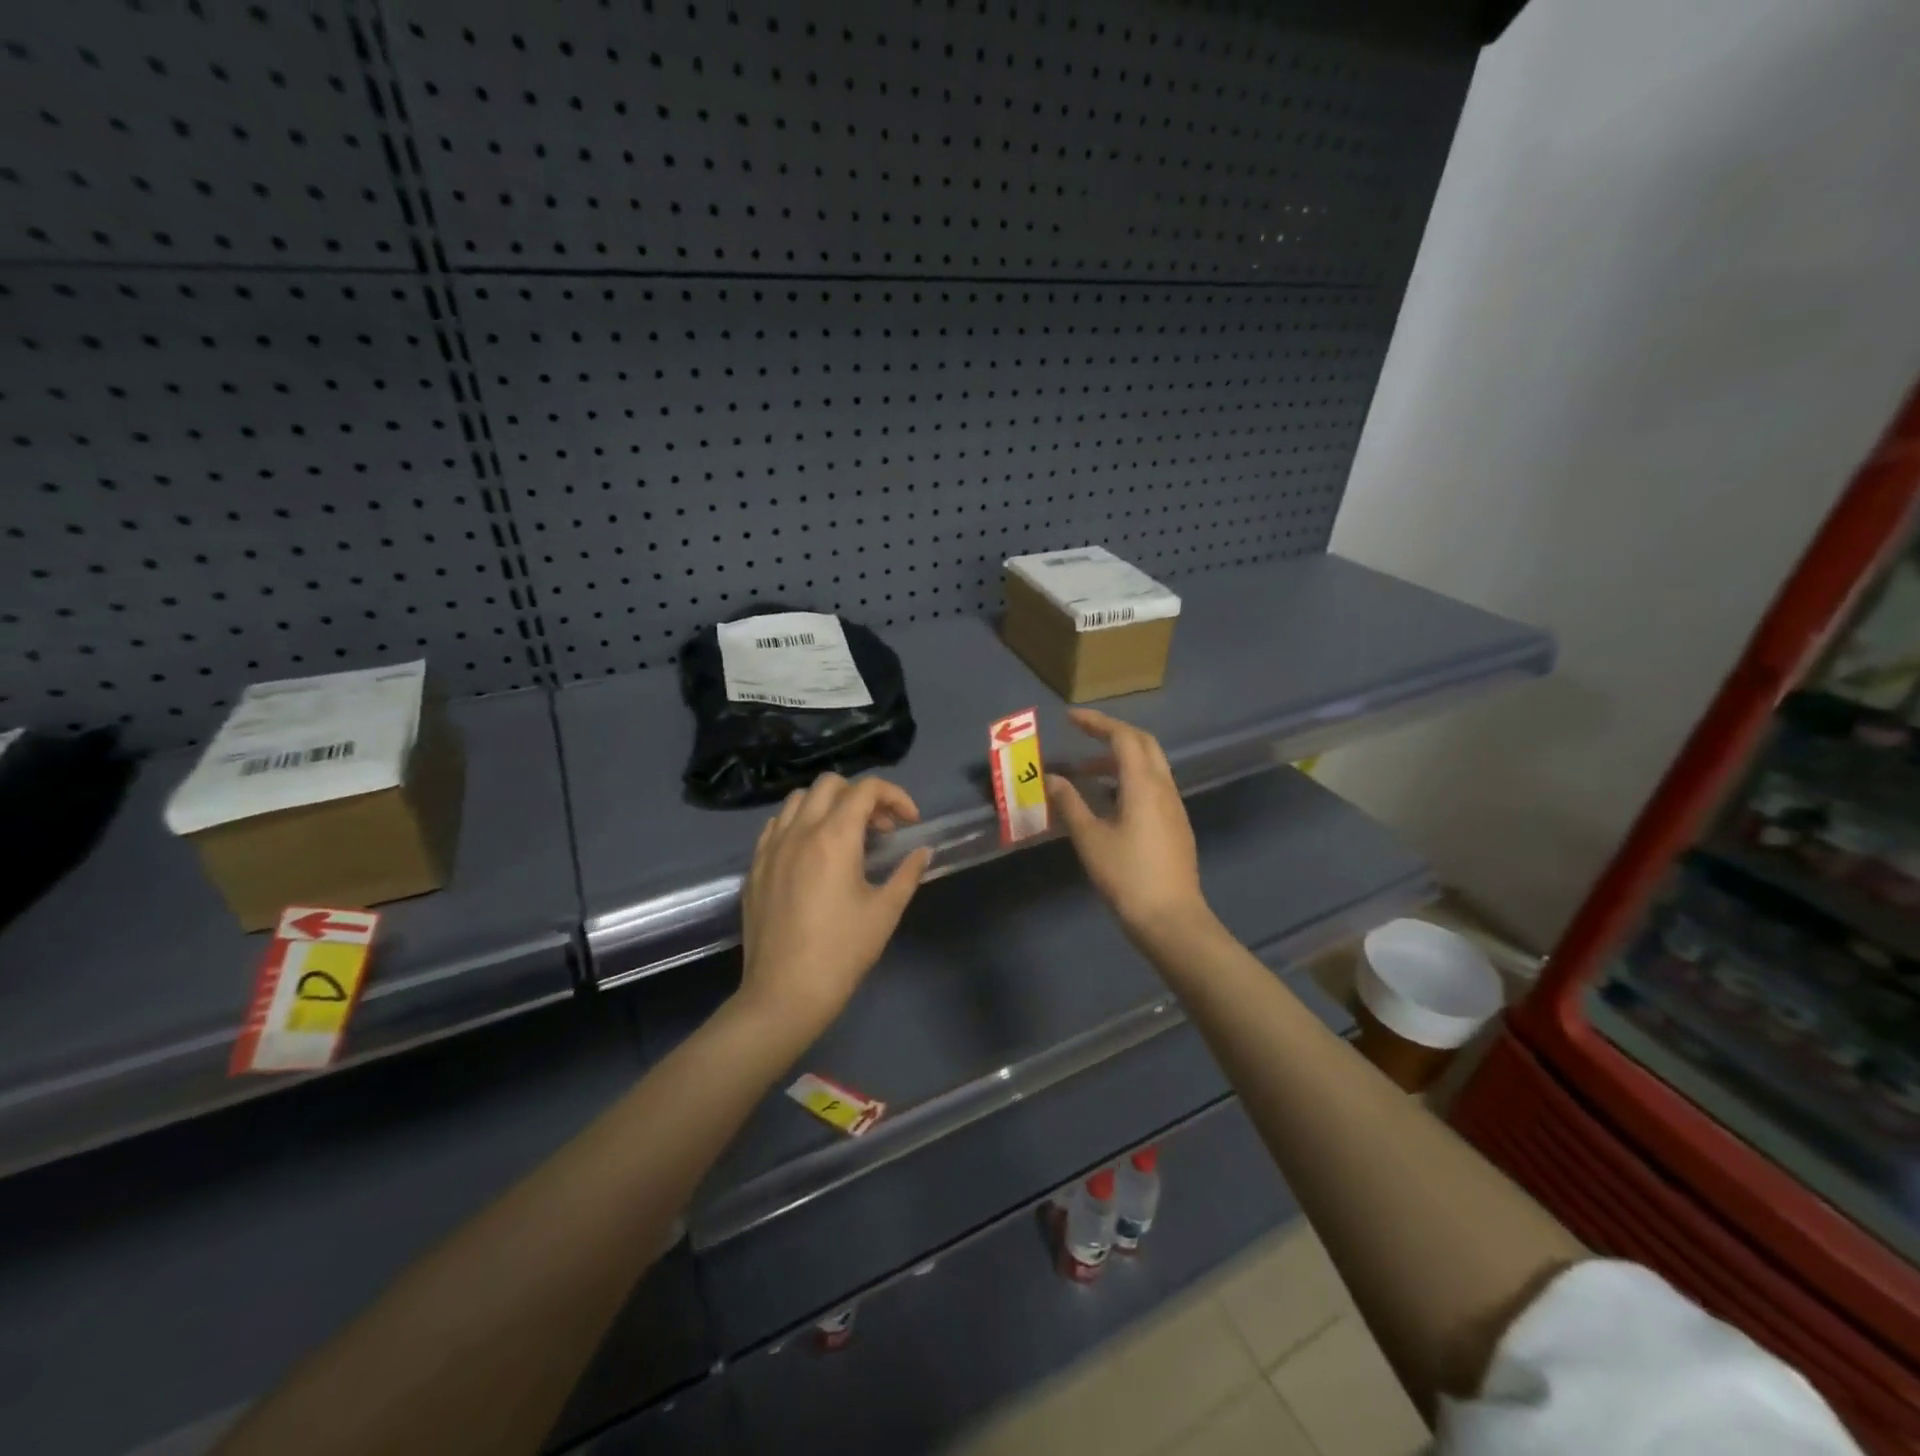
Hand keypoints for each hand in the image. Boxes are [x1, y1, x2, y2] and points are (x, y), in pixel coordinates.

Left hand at [737, 773, 933, 1035]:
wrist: (784, 993)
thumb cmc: (842, 952)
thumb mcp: (885, 911)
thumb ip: (907, 873)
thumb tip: (923, 851)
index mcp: (834, 837)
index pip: (866, 789)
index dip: (895, 796)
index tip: (909, 823)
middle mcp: (799, 831)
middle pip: (830, 784)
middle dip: (861, 795)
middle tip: (880, 829)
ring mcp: (771, 847)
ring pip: (799, 799)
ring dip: (828, 805)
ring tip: (846, 836)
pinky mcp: (755, 866)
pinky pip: (777, 825)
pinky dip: (800, 823)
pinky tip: (812, 852)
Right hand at [1047, 708, 1209, 939]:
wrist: (1171, 919)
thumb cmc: (1127, 876)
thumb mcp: (1090, 839)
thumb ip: (1069, 803)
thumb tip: (1050, 778)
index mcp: (1144, 784)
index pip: (1122, 737)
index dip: (1096, 723)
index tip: (1070, 718)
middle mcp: (1164, 787)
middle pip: (1143, 744)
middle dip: (1112, 734)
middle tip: (1082, 736)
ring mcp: (1174, 807)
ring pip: (1150, 766)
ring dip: (1119, 760)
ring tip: (1084, 775)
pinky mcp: (1175, 825)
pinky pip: (1153, 787)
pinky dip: (1129, 780)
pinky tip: (1108, 801)